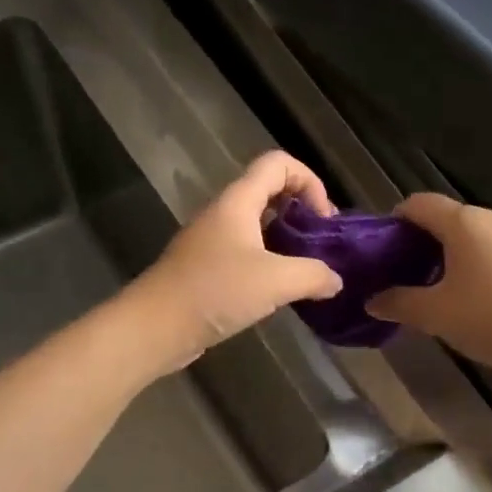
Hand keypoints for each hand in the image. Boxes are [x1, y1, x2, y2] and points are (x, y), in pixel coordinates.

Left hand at [125, 152, 342, 373]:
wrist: (156, 327)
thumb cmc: (215, 291)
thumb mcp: (275, 282)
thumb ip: (313, 275)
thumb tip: (335, 280)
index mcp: (238, 202)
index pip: (278, 164)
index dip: (309, 181)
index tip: (324, 219)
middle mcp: (223, 214)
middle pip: (269, 193)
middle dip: (301, 212)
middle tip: (321, 245)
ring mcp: (212, 242)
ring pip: (257, 227)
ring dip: (286, 242)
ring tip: (307, 271)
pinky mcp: (206, 270)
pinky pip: (245, 255)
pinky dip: (268, 264)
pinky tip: (280, 292)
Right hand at [366, 194, 491, 373]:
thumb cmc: (489, 318)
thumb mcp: (434, 314)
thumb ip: (398, 303)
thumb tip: (371, 302)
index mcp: (464, 222)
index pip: (419, 204)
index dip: (396, 220)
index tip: (384, 248)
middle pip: (447, 217)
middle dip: (423, 240)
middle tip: (406, 272)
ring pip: (473, 233)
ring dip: (451, 252)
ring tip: (437, 286)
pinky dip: (477, 261)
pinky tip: (473, 293)